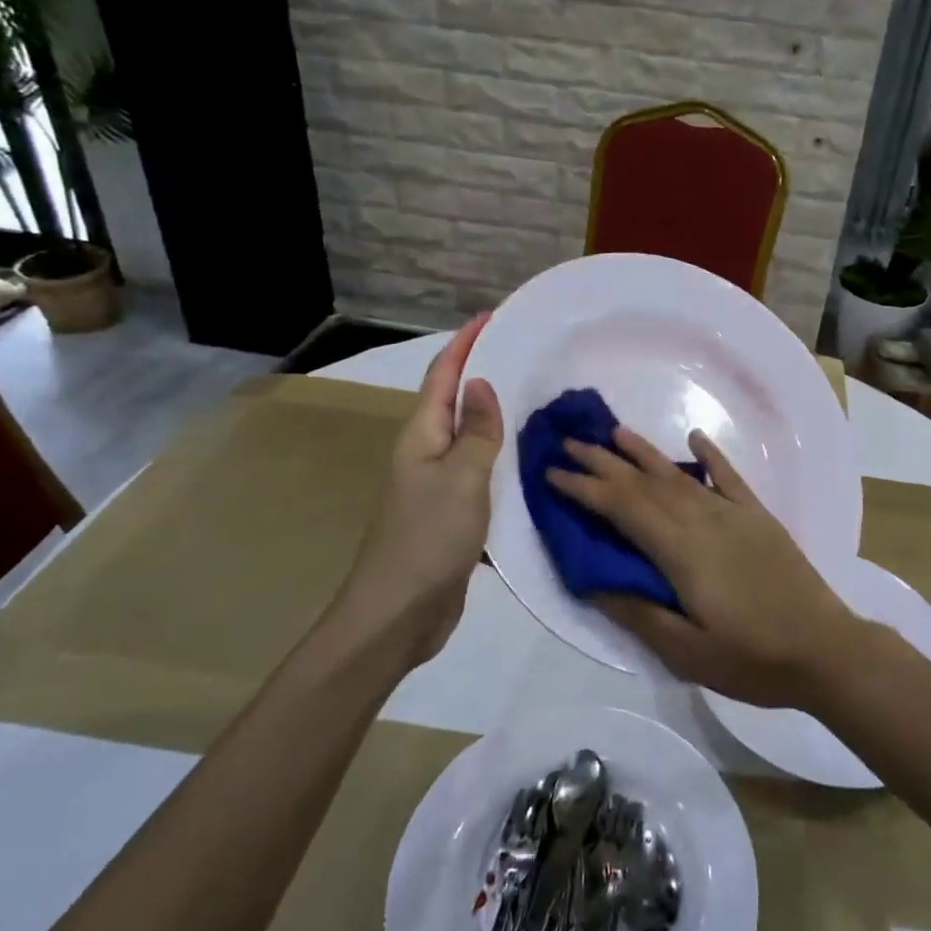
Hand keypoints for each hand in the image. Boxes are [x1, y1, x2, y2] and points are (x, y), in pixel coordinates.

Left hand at [333, 315, 502, 667]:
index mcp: (421, 436)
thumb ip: (476, 432)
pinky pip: (478, 471)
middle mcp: (425, 453)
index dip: (465, 344)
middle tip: (521, 353)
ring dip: (492, 414)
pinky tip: (524, 457)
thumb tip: (482, 384)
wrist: (399, 614)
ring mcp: (437, 485)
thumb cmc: (428, 538)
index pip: (443, 376)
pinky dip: (499, 455)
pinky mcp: (451, 513)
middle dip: (481, 372)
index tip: (491, 317)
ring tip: (530, 397)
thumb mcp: (460, 478)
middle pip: (453, 401)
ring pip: (468, 437)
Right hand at [545, 429, 863, 707]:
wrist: (826, 650)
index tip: (553, 474)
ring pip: (680, 475)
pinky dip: (710, 455)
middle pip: (645, 484)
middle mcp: (703, 520)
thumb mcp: (687, 652)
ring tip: (615, 433)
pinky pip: (729, 477)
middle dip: (604, 463)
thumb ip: (639, 612)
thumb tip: (594, 580)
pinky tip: (694, 438)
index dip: (585, 489)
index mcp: (681, 551)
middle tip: (570, 443)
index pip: (623, 509)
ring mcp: (734, 514)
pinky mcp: (759, 517)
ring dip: (645, 453)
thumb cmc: (753, 658)